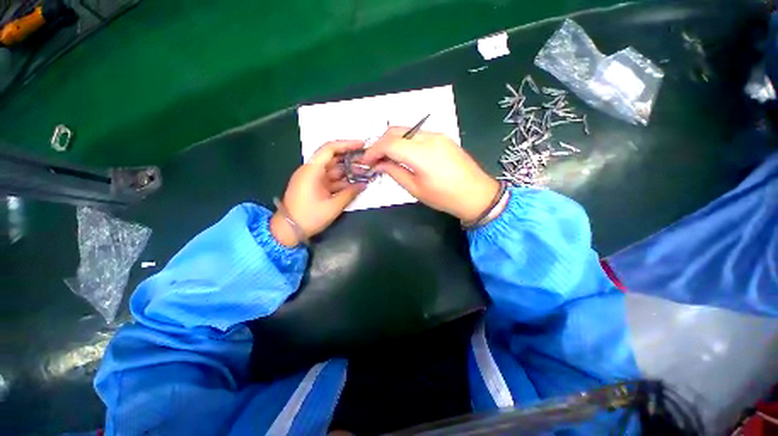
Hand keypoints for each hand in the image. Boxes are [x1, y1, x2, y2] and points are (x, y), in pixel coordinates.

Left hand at [271, 140, 365, 246]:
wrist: (288, 230)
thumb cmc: (309, 217)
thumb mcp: (332, 206)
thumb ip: (349, 193)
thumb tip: (364, 185)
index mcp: (312, 171)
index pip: (329, 149)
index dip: (346, 144)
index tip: (362, 145)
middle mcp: (311, 171)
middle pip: (333, 158)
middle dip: (351, 159)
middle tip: (367, 160)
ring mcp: (313, 179)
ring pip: (333, 170)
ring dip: (348, 171)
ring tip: (365, 172)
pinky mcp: (315, 186)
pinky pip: (331, 179)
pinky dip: (342, 181)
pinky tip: (355, 183)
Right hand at [361, 127, 498, 222]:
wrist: (476, 194)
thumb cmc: (444, 197)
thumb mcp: (416, 189)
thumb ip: (395, 173)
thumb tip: (379, 164)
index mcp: (421, 154)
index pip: (389, 144)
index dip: (373, 151)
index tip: (366, 161)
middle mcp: (429, 138)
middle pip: (396, 131)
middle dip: (380, 142)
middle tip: (375, 158)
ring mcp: (438, 135)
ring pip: (406, 130)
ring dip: (392, 140)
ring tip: (387, 157)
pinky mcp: (443, 137)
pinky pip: (418, 134)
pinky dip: (405, 141)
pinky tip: (404, 154)